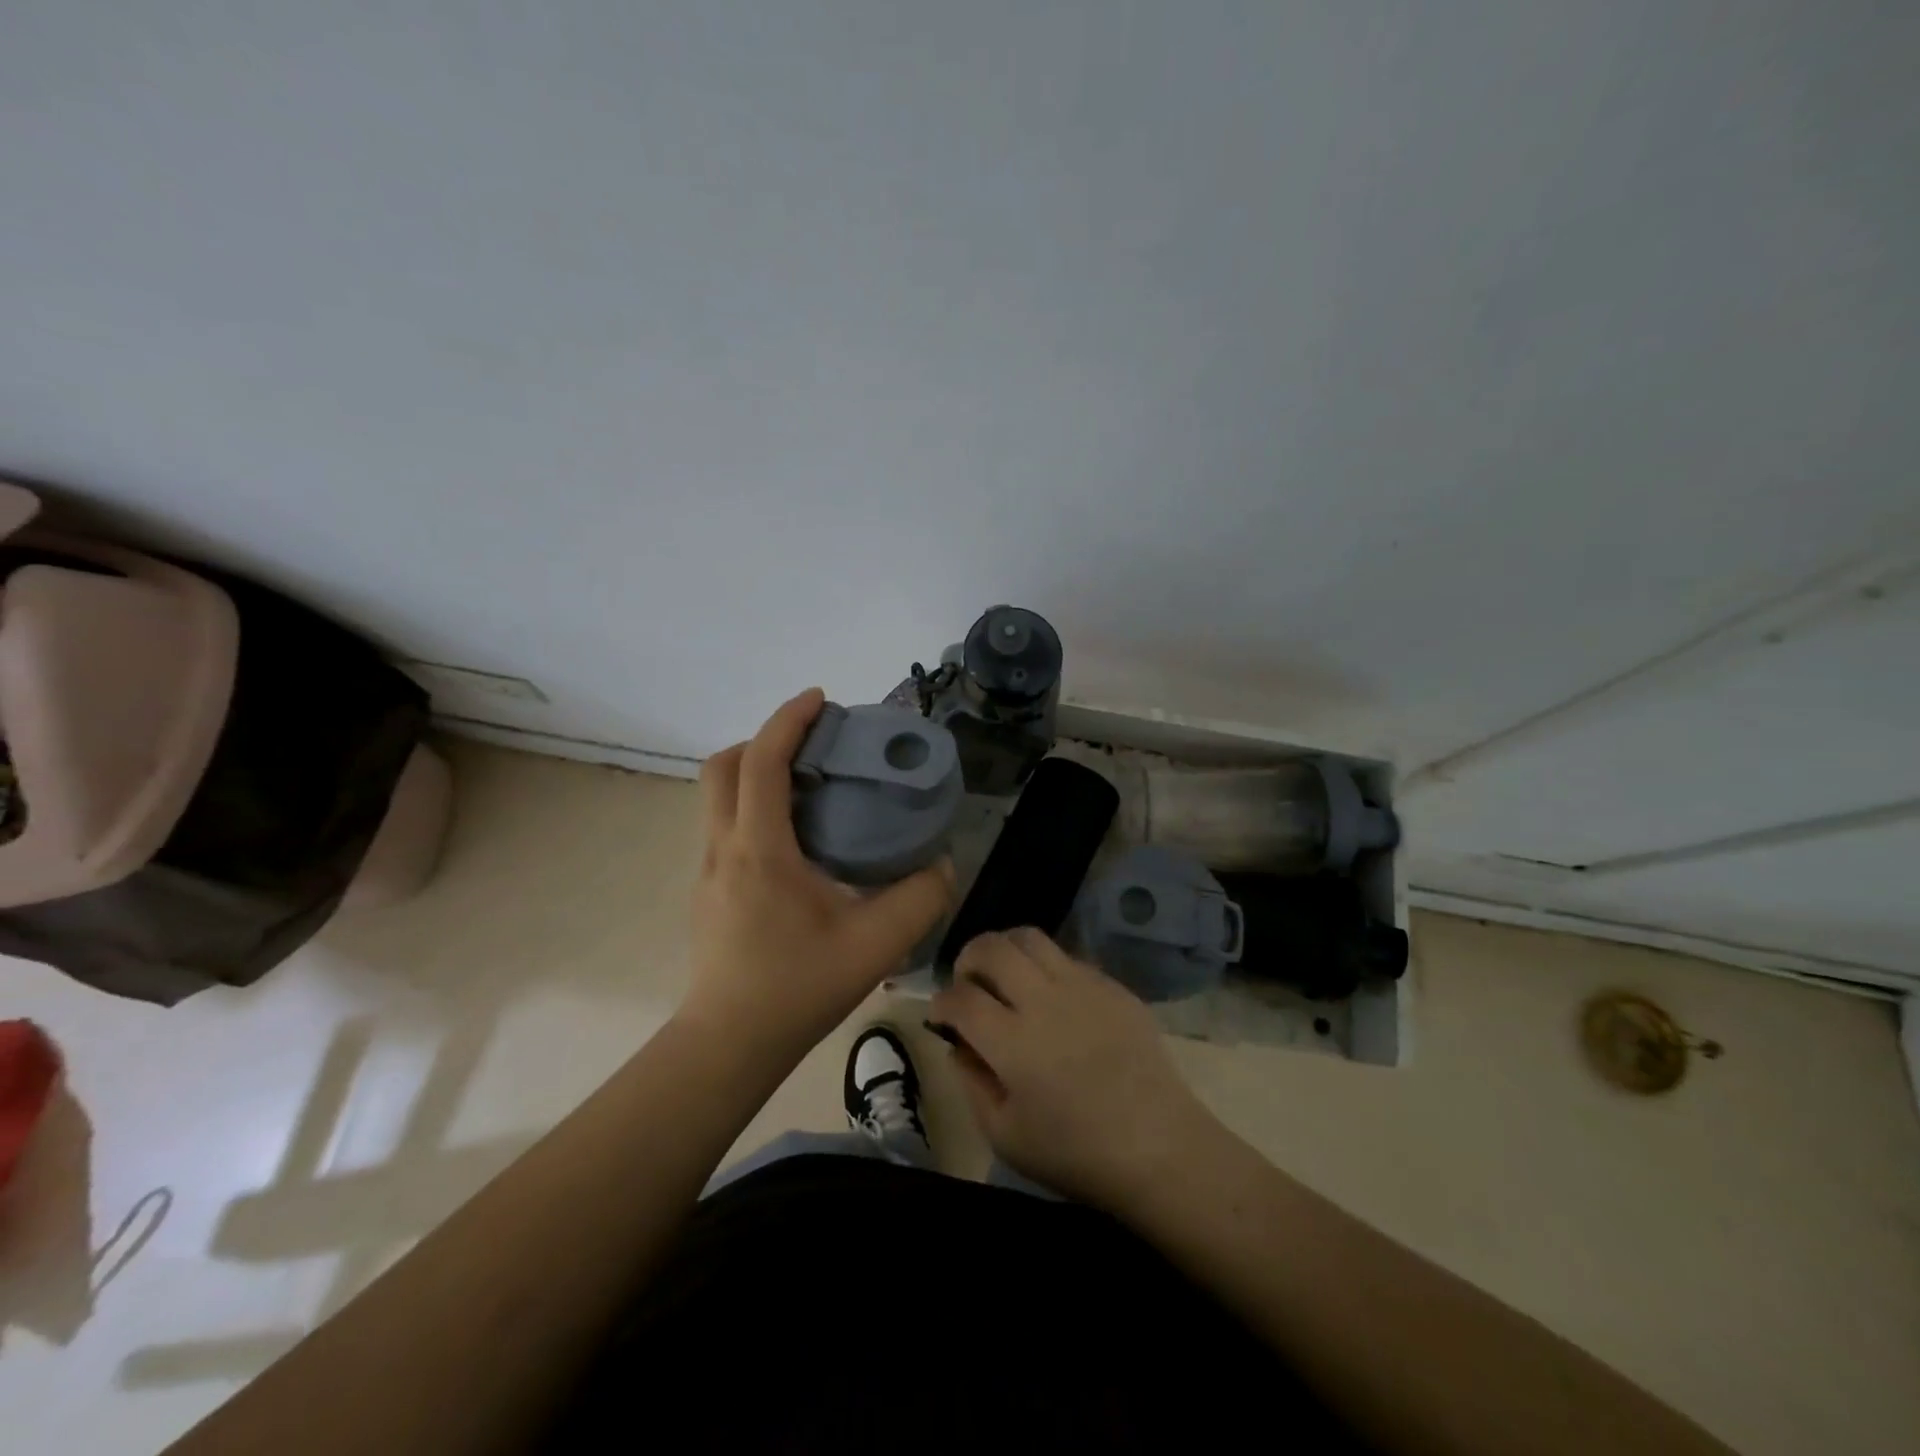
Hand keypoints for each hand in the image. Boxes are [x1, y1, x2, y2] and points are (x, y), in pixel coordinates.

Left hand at [680, 688, 954, 1065]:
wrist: (728, 1044)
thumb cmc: (796, 987)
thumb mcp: (875, 945)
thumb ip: (919, 899)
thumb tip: (942, 865)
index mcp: (760, 848)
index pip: (762, 762)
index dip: (788, 721)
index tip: (820, 698)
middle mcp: (725, 848)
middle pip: (723, 767)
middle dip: (764, 739)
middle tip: (813, 745)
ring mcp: (709, 870)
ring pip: (718, 796)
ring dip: (756, 773)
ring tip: (810, 788)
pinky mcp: (709, 891)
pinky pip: (726, 825)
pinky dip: (754, 807)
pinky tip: (796, 841)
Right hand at [929, 927, 1216, 1210]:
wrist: (1158, 1146)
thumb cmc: (1075, 1153)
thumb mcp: (1005, 1135)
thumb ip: (972, 1082)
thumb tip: (957, 1043)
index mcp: (1012, 1041)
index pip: (960, 997)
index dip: (940, 1002)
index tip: (940, 1015)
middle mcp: (1043, 1000)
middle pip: (992, 948)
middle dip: (967, 958)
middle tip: (969, 983)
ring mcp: (1081, 986)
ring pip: (1030, 937)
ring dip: (1005, 949)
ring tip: (1005, 976)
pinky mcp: (1111, 985)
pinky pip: (1067, 956)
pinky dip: (1045, 966)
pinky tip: (1052, 997)